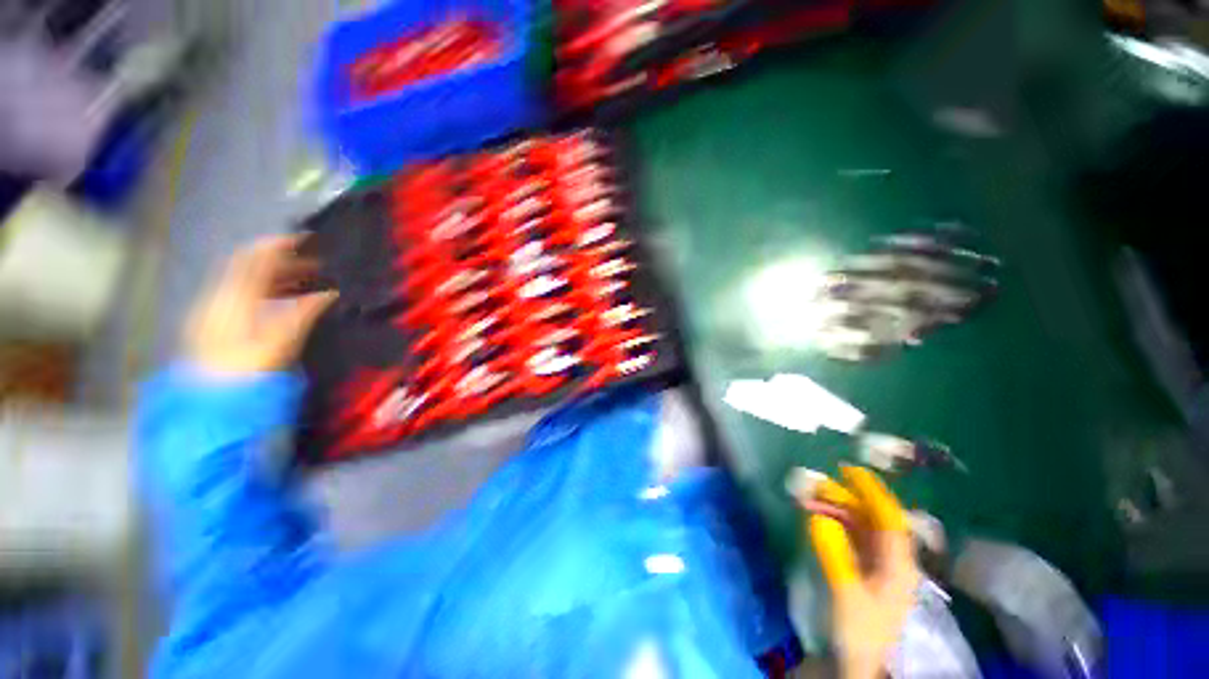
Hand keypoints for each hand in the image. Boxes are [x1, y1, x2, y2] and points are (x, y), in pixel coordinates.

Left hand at [184, 235, 337, 375]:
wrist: (214, 405)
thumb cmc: (250, 372)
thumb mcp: (282, 342)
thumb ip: (304, 313)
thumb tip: (329, 292)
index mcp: (233, 299)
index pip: (253, 259)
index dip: (279, 245)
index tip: (307, 239)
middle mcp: (219, 298)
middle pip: (249, 268)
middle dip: (283, 261)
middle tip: (317, 265)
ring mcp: (214, 310)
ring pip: (246, 281)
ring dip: (276, 276)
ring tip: (306, 281)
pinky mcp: (215, 323)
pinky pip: (242, 295)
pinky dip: (265, 290)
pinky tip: (283, 299)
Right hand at [800, 466, 919, 678]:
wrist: (857, 663)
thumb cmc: (858, 630)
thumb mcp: (845, 593)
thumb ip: (833, 553)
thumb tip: (817, 516)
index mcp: (898, 565)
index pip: (889, 518)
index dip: (871, 491)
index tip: (848, 470)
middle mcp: (893, 560)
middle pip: (871, 519)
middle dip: (844, 499)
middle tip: (815, 485)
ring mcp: (879, 565)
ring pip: (860, 527)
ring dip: (836, 511)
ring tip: (808, 500)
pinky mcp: (865, 571)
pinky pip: (852, 538)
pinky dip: (835, 524)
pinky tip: (817, 517)